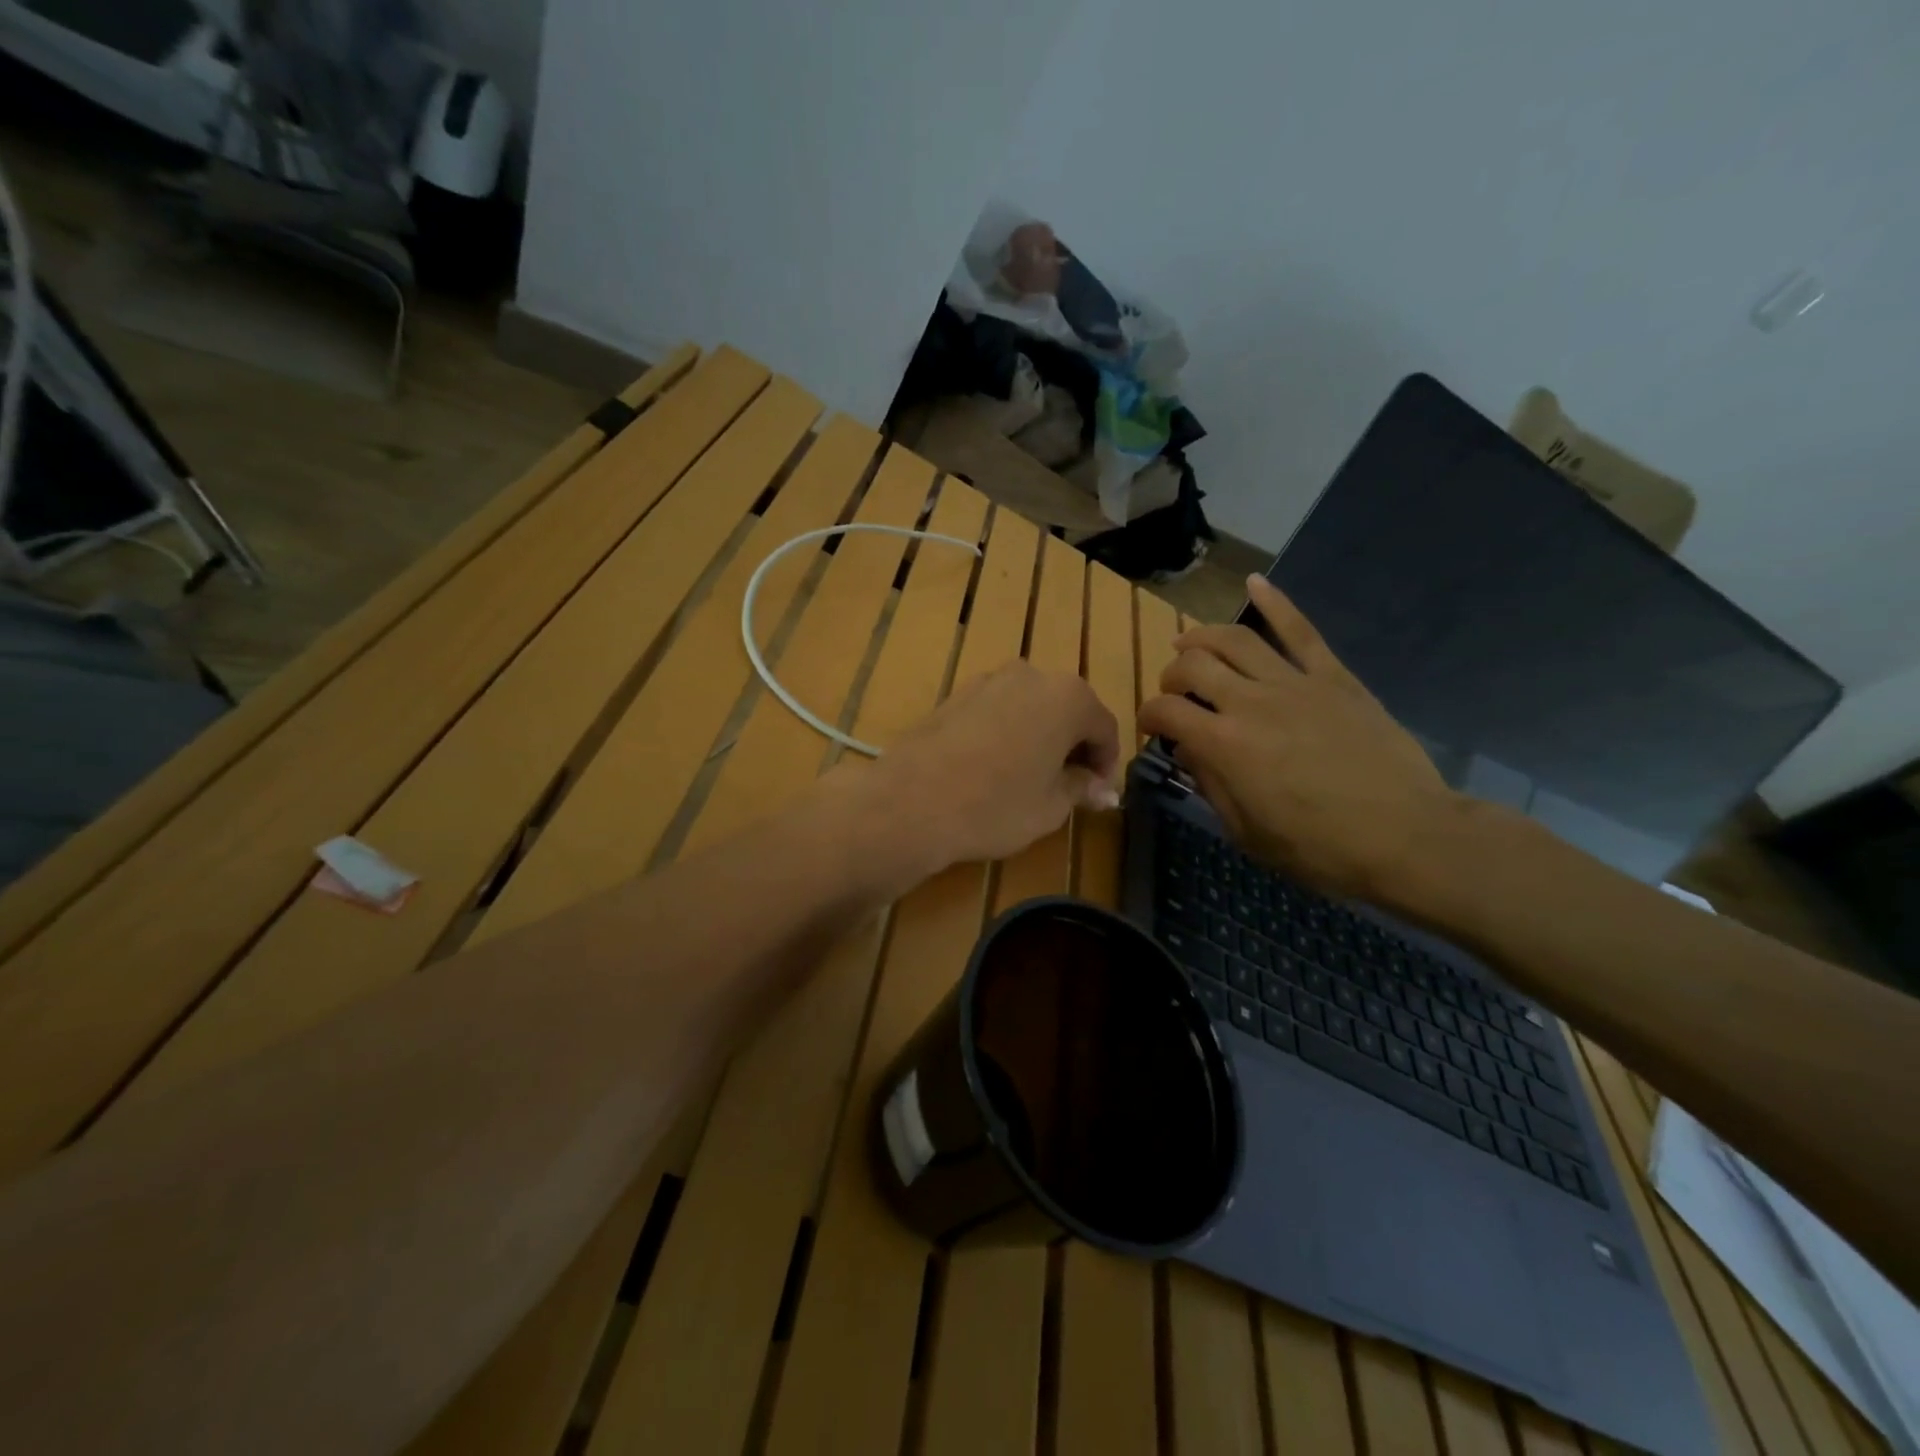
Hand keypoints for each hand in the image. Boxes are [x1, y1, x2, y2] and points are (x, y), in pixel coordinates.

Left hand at [863, 660, 1120, 870]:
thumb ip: (1082, 789)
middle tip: (1068, 786)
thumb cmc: (995, 806)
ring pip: (1030, 707)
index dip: (1106, 762)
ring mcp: (988, 679)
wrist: (910, 802)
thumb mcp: (1050, 806)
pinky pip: (997, 710)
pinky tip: (993, 767)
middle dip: (1073, 745)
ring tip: (1029, 778)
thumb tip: (1104, 791)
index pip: (1104, 727)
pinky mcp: (955, 693)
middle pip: (1067, 709)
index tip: (1097, 793)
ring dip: (1039, 736)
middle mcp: (1031, 675)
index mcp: (1068, 697)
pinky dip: (1006, 732)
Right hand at [1138, 576, 1458, 904]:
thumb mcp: (1246, 833)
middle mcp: (1250, 702)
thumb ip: (1210, 785)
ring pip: (1235, 639)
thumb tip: (1188, 750)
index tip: (1151, 729)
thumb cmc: (1320, 848)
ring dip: (1202, 637)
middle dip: (1171, 676)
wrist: (1407, 836)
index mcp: (1224, 744)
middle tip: (1174, 692)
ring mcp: (1295, 683)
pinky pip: (1301, 631)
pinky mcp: (1334, 677)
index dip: (1148, 716)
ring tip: (1189, 643)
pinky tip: (1254, 583)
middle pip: (1192, 665)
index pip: (1164, 710)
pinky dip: (1275, 602)